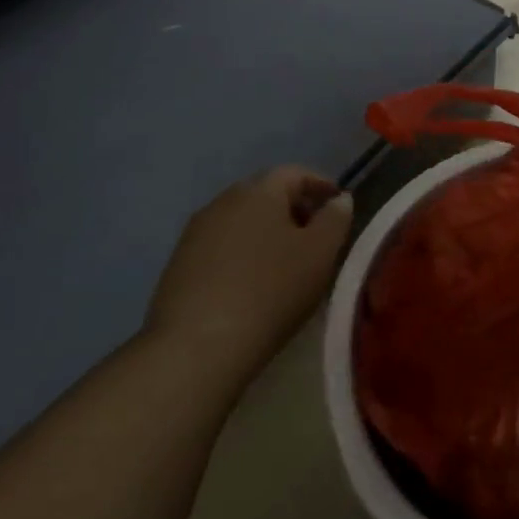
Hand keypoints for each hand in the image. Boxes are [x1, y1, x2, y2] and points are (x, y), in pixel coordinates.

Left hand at [143, 167, 354, 382]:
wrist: (198, 346)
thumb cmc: (271, 291)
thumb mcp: (320, 253)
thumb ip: (335, 219)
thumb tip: (339, 199)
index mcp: (259, 191)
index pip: (295, 173)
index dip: (321, 186)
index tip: (339, 208)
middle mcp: (223, 201)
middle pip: (266, 194)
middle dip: (294, 209)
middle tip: (316, 238)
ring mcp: (195, 232)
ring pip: (242, 220)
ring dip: (267, 233)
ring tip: (287, 263)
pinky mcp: (179, 263)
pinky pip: (221, 246)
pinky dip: (243, 253)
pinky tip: (253, 283)